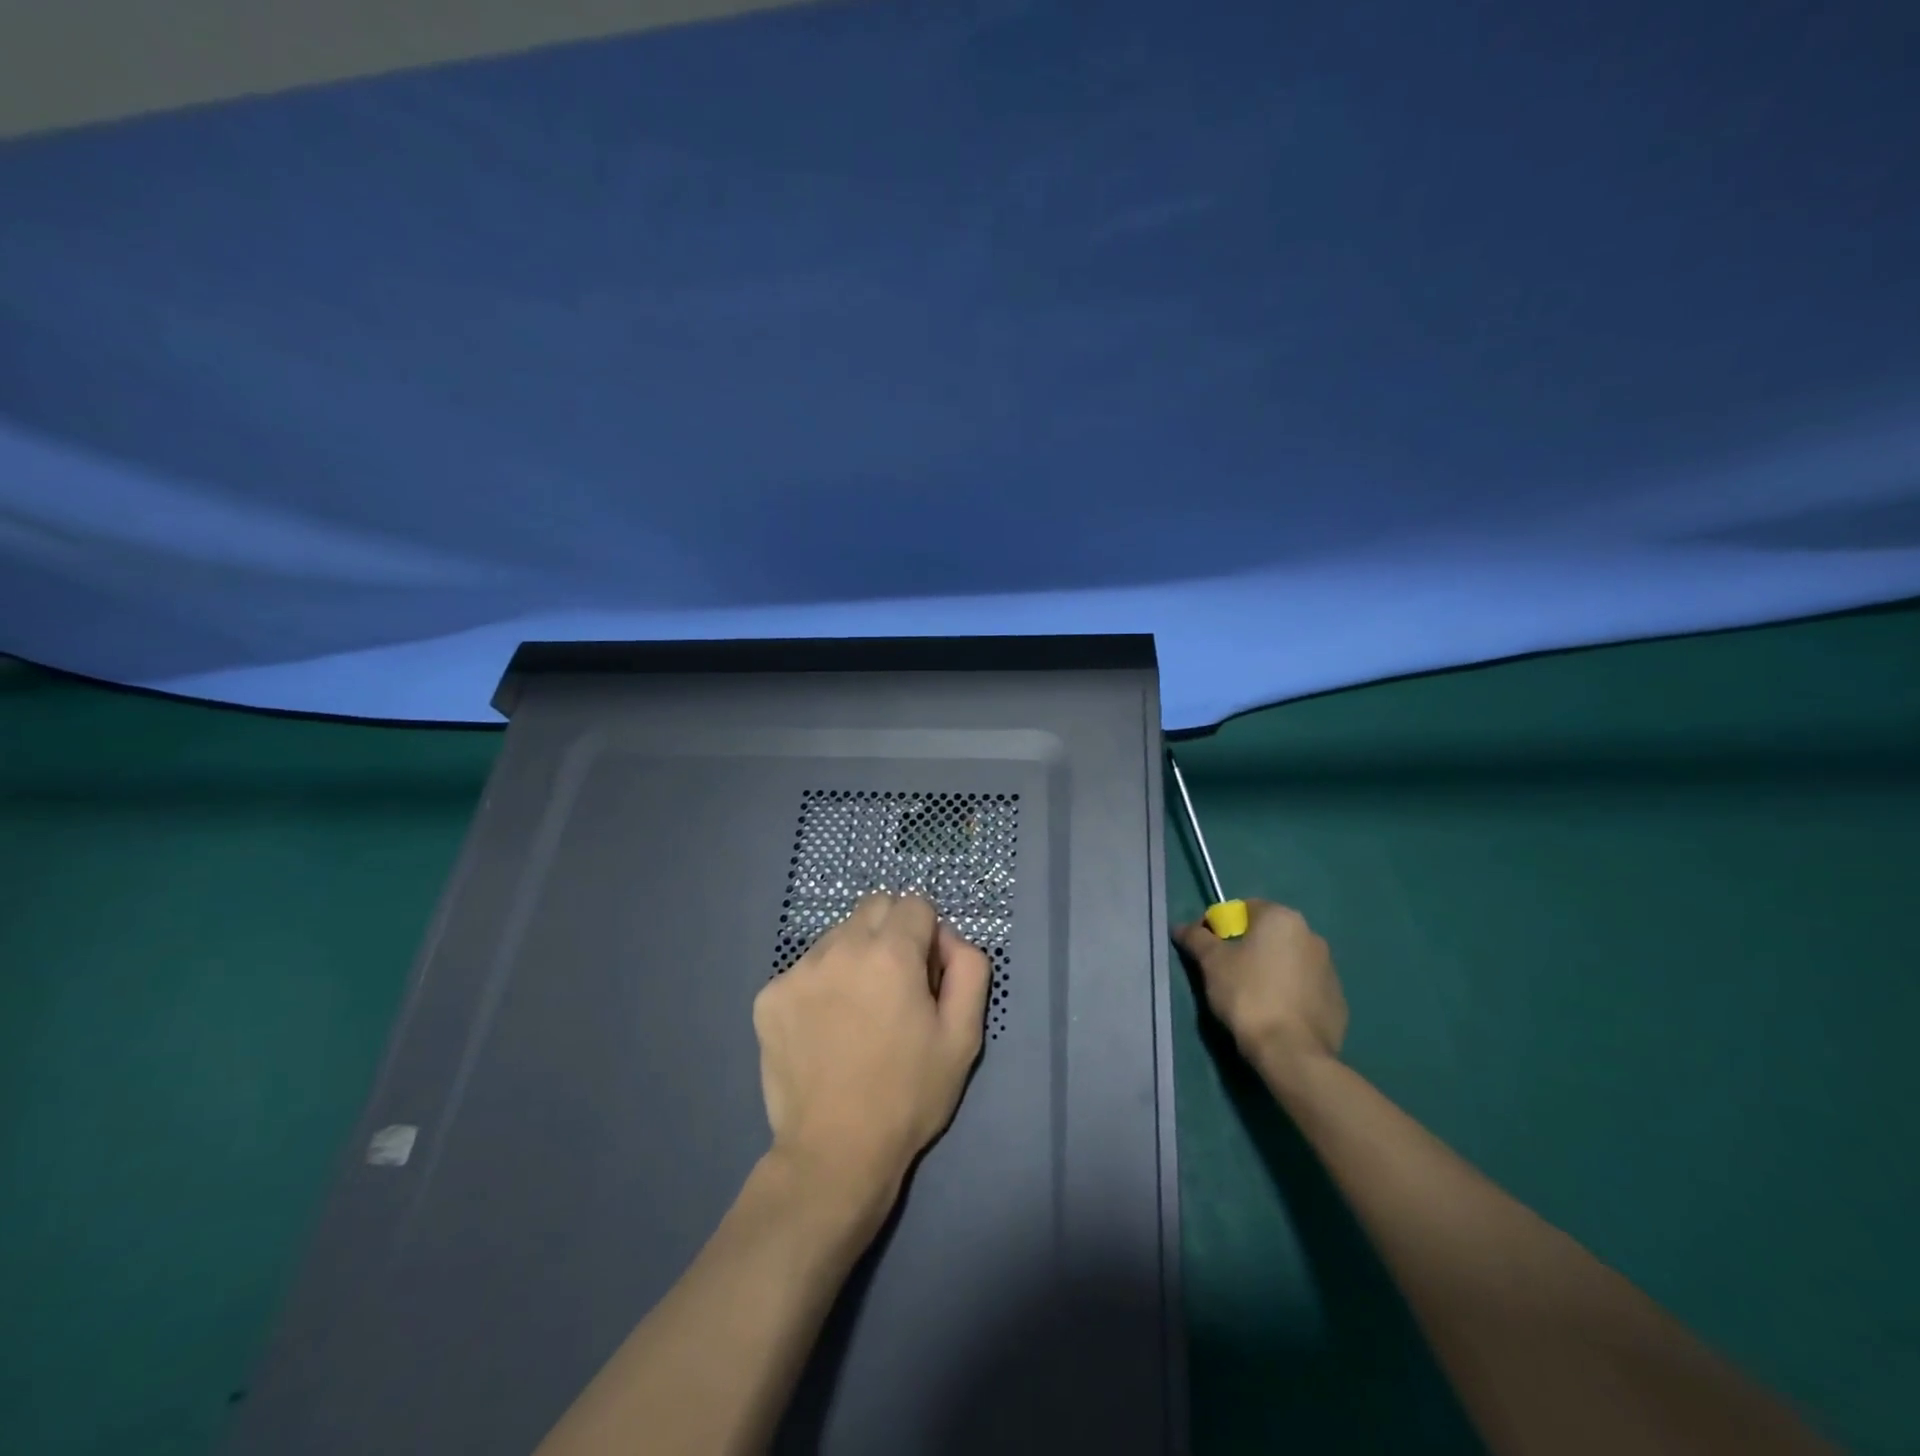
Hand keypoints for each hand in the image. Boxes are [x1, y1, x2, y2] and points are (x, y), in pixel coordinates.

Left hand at [752, 892, 990, 1221]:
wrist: (834, 1154)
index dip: (928, 934)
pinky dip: (821, 984)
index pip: (915, 904)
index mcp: (891, 953)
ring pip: (837, 935)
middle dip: (892, 931)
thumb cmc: (908, 1095)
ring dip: (854, 955)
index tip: (926, 974)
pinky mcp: (768, 996)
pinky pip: (805, 968)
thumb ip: (968, 968)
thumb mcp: (964, 1036)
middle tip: (895, 984)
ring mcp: (798, 971)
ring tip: (857, 1011)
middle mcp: (840, 948)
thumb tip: (947, 938)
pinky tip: (826, 1029)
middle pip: (874, 907)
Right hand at [1175, 899, 1347, 1069]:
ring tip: (1250, 997)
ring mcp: (1329, 969)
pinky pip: (1304, 988)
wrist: (1291, 1052)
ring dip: (1269, 970)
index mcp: (1283, 918)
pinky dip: (1288, 993)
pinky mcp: (1337, 1001)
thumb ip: (1196, 938)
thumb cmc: (1247, 995)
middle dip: (1247, 948)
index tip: (1209, 950)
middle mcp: (1312, 936)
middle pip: (1268, 934)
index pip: (1244, 909)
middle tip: (1226, 974)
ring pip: (1288, 961)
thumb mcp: (1211, 962)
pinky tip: (1274, 1015)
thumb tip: (1181, 927)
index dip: (1221, 926)